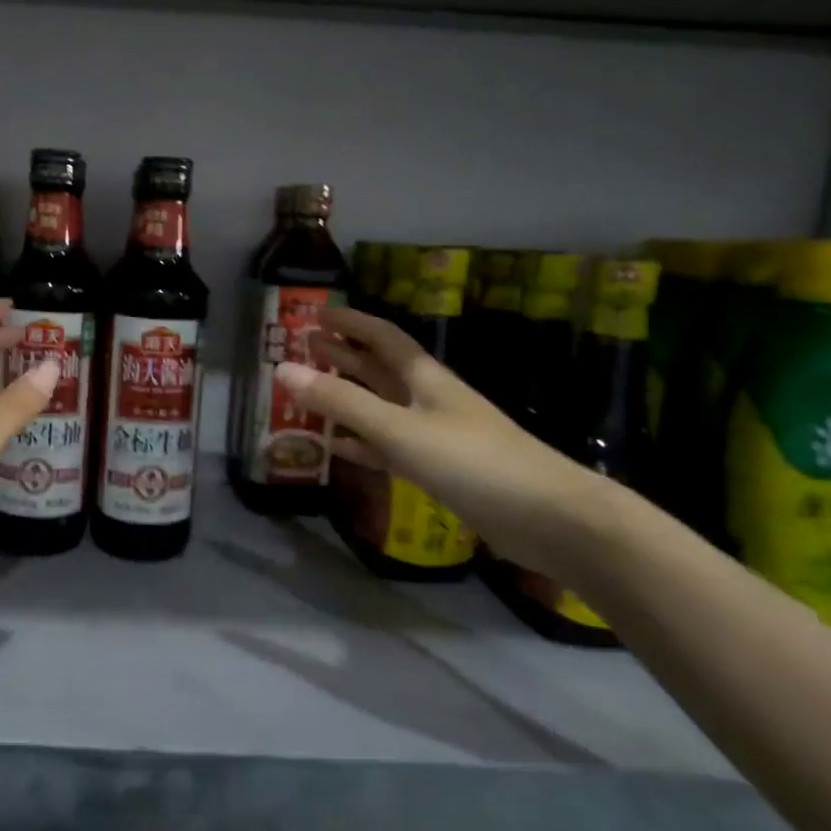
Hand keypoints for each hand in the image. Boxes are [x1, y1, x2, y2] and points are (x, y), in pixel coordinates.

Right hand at [281, 305, 608, 577]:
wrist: (548, 517)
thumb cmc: (471, 461)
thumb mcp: (399, 428)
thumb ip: (342, 401)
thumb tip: (283, 370)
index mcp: (424, 378)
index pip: (382, 337)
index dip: (351, 322)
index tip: (317, 313)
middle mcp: (428, 400)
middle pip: (379, 369)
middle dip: (343, 355)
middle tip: (303, 346)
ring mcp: (435, 436)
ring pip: (381, 408)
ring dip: (347, 398)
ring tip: (310, 391)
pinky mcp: (439, 470)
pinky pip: (389, 448)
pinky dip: (362, 444)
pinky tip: (338, 448)